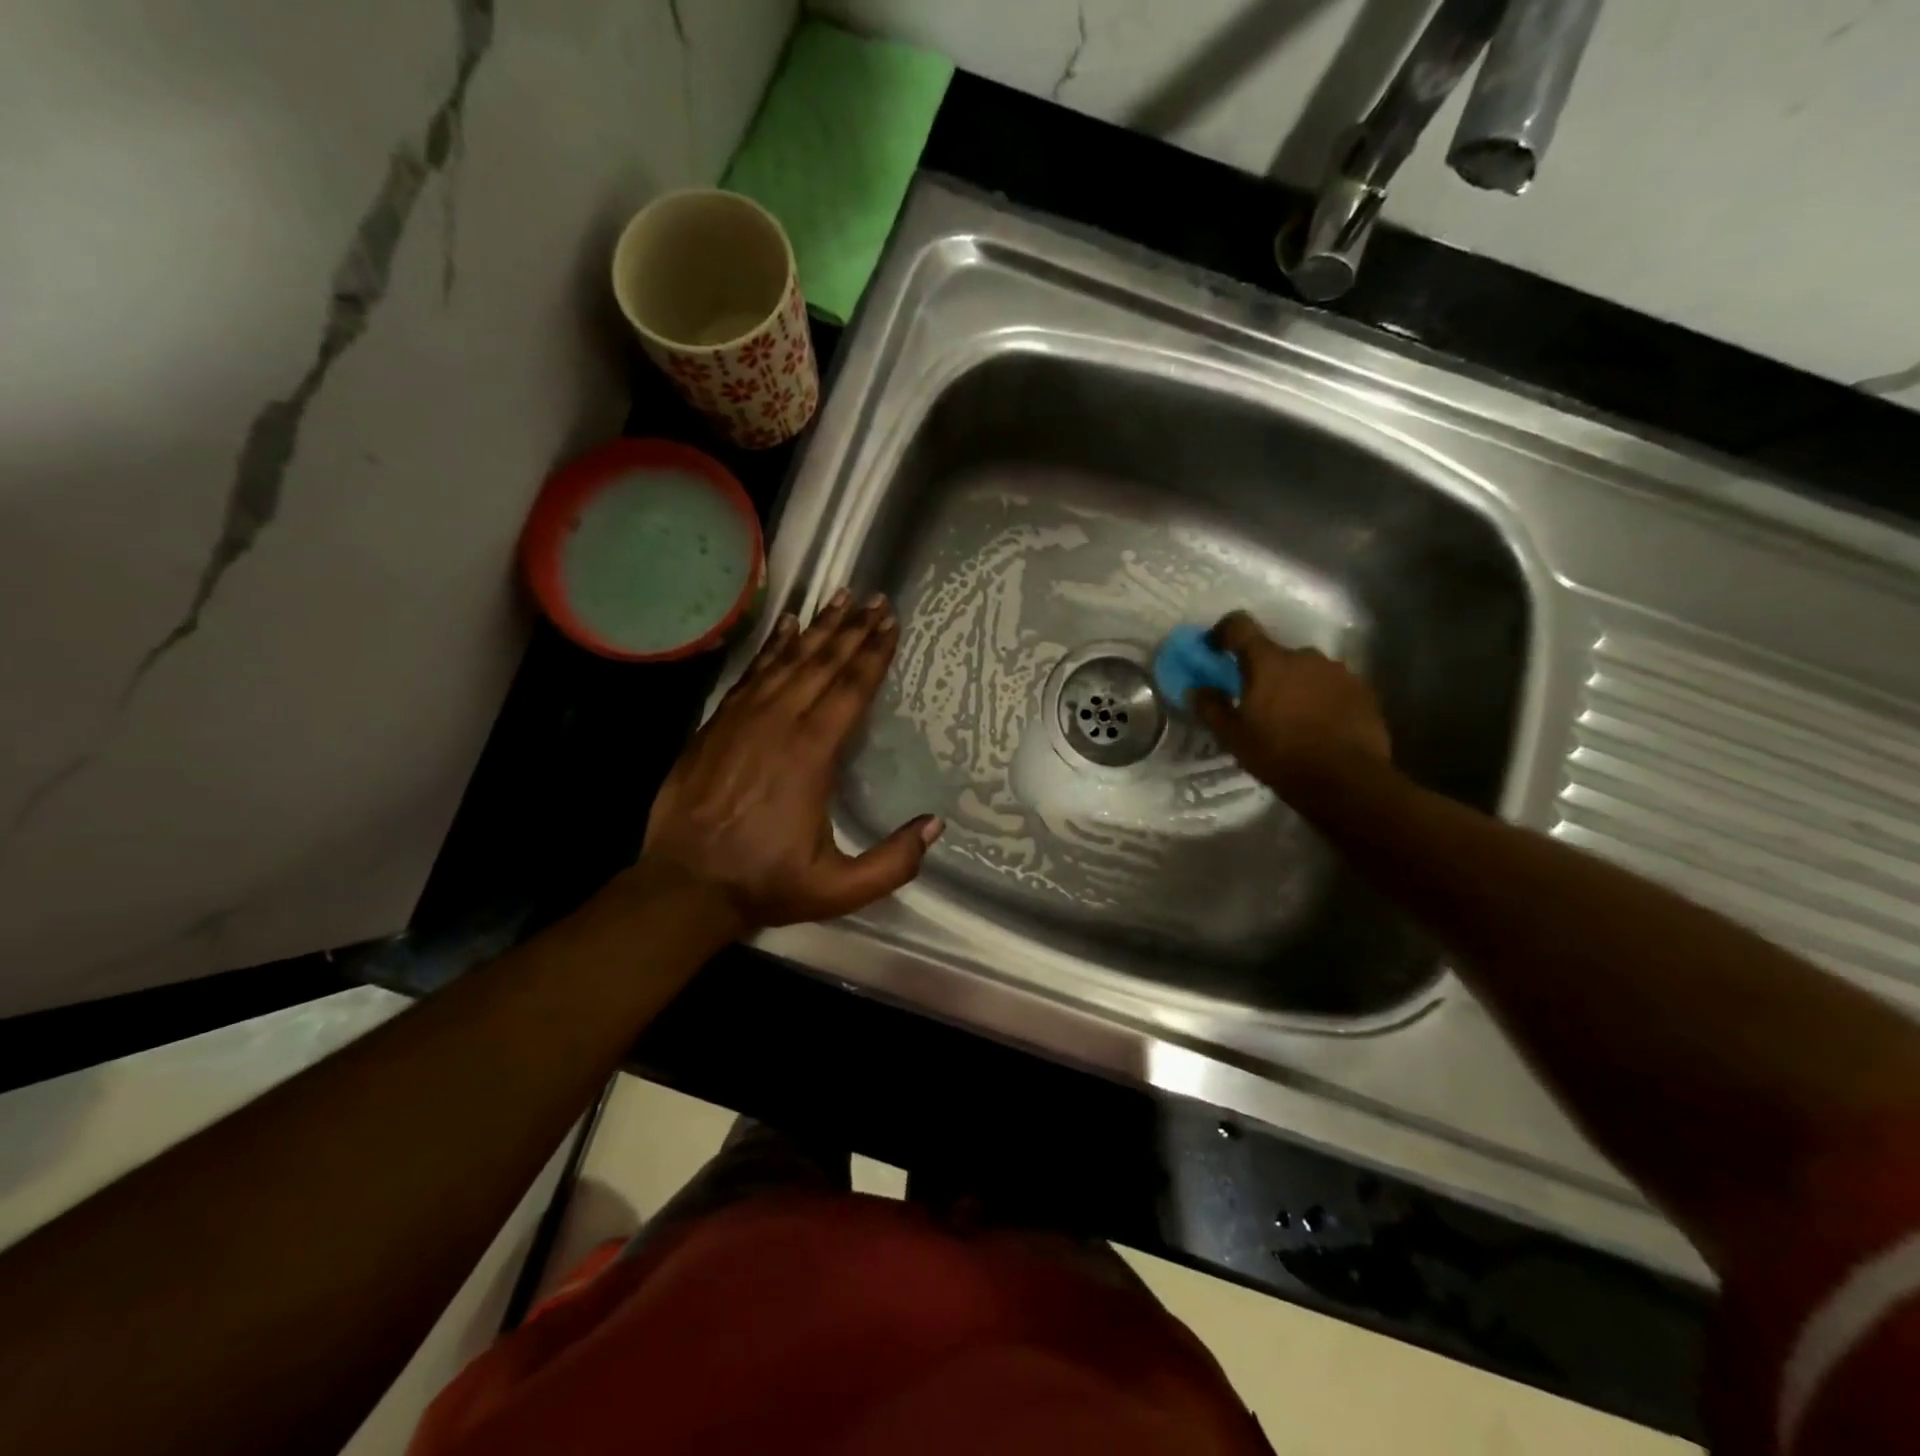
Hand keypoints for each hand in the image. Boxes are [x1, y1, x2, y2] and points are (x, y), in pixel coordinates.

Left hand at [638, 588, 941, 936]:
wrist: (685, 885)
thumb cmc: (765, 882)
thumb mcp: (840, 888)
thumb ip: (893, 861)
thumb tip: (936, 825)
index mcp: (812, 754)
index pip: (851, 690)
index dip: (874, 654)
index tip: (891, 623)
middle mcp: (779, 723)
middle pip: (822, 664)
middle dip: (852, 628)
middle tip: (875, 599)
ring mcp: (743, 718)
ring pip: (787, 660)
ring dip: (817, 627)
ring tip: (839, 596)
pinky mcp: (717, 723)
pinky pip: (752, 672)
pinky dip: (772, 646)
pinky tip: (786, 625)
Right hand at [1194, 611, 1391, 794]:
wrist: (1346, 780)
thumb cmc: (1280, 755)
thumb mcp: (1233, 738)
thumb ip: (1211, 708)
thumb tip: (1197, 689)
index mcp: (1268, 662)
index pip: (1240, 625)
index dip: (1223, 631)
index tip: (1215, 648)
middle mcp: (1304, 656)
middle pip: (1275, 653)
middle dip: (1263, 671)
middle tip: (1257, 701)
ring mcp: (1337, 671)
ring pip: (1306, 670)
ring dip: (1294, 685)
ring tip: (1291, 718)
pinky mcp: (1362, 690)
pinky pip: (1331, 686)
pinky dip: (1320, 698)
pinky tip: (1319, 726)